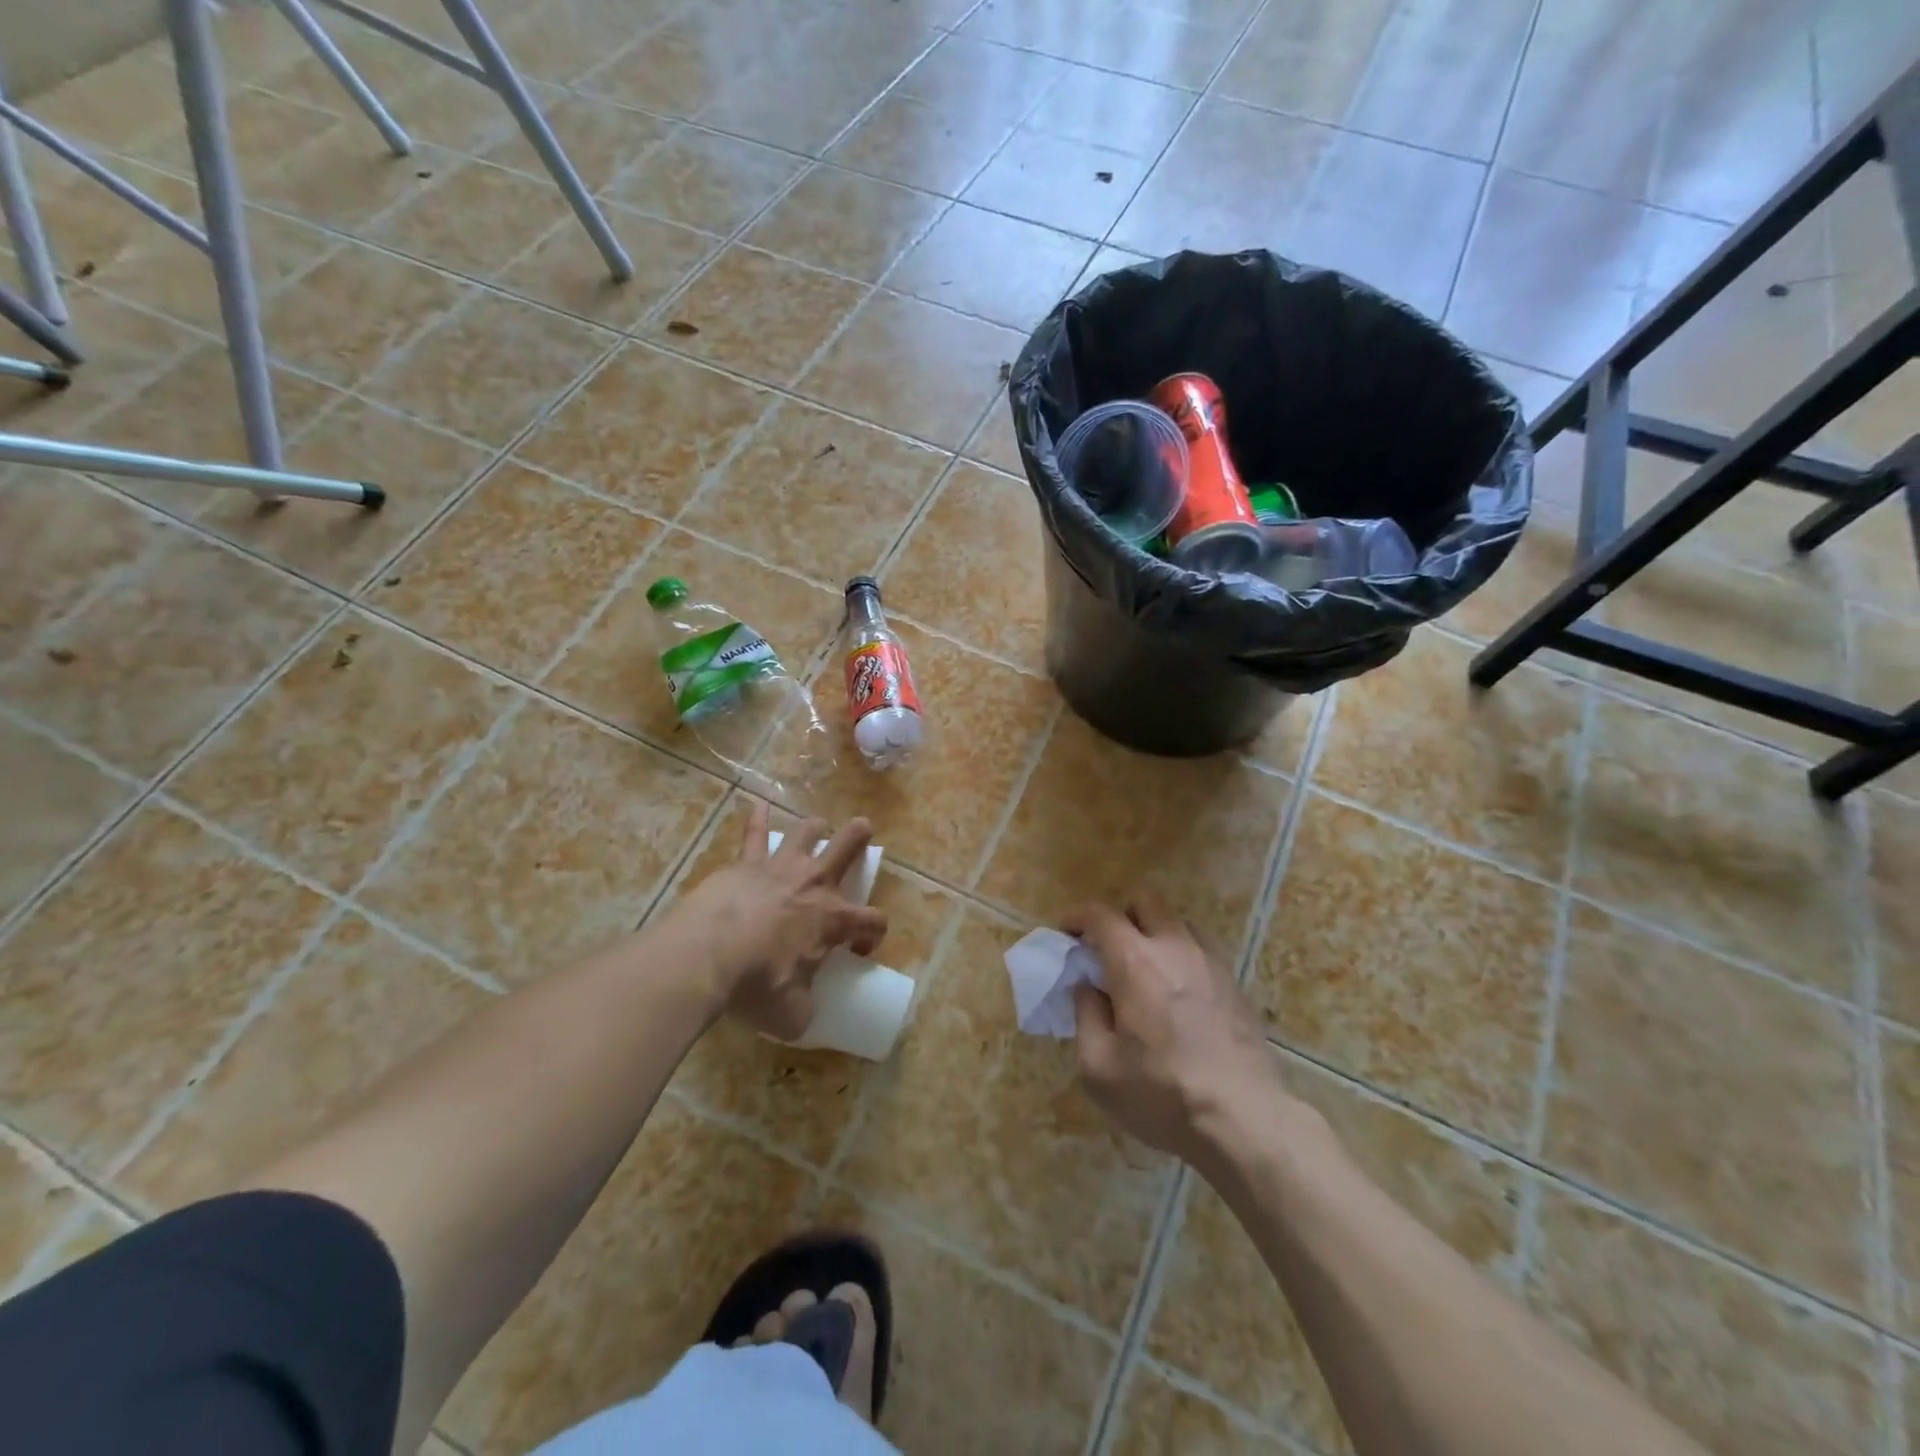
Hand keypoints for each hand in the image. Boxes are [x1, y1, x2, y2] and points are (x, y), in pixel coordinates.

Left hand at [677, 802, 886, 1040]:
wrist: (710, 955)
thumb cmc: (758, 984)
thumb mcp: (792, 1013)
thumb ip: (805, 1008)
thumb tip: (805, 1012)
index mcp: (834, 920)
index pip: (872, 921)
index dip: (873, 935)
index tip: (860, 950)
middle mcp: (814, 885)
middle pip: (847, 849)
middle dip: (859, 838)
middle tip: (863, 828)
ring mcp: (780, 868)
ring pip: (807, 834)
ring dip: (816, 827)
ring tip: (819, 824)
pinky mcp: (746, 864)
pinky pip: (754, 835)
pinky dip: (758, 819)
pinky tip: (758, 804)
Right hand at [1067, 899, 1280, 1166]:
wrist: (1243, 1120)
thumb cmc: (1161, 1094)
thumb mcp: (1099, 1067)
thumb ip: (1085, 1016)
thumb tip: (1087, 988)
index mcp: (1135, 961)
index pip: (1100, 914)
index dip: (1077, 917)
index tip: (1066, 934)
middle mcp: (1174, 947)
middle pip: (1145, 901)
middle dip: (1121, 915)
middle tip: (1107, 949)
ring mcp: (1210, 963)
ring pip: (1178, 922)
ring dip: (1154, 934)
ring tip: (1144, 970)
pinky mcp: (1235, 985)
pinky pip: (1201, 951)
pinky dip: (1181, 957)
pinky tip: (1176, 995)